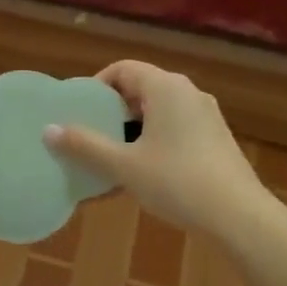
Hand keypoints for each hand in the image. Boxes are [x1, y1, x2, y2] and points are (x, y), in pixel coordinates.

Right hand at [43, 60, 269, 243]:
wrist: (239, 216)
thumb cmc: (177, 182)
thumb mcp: (124, 165)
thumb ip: (85, 145)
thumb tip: (48, 130)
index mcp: (165, 87)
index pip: (123, 69)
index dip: (97, 86)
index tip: (80, 112)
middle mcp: (188, 92)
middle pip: (141, 89)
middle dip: (113, 111)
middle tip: (91, 136)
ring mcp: (206, 115)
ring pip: (159, 111)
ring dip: (133, 129)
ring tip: (113, 157)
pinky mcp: (216, 138)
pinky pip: (176, 128)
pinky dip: (155, 141)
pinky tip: (144, 173)